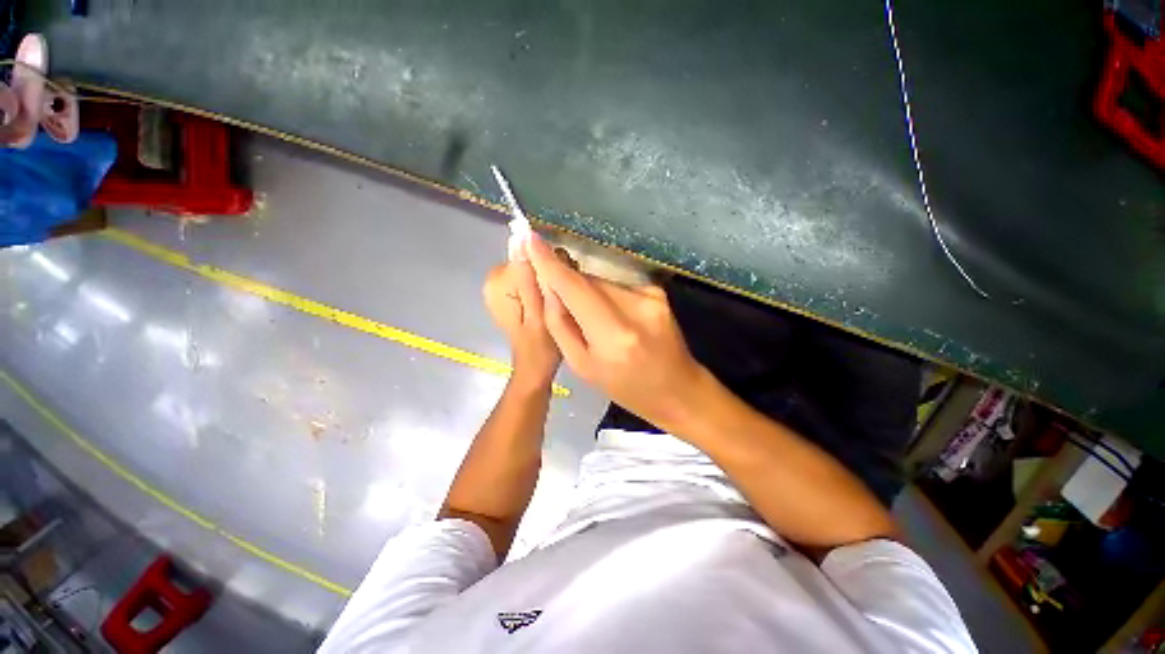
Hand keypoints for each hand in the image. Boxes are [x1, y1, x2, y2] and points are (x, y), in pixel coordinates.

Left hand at [483, 260, 560, 388]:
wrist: (535, 367)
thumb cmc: (541, 345)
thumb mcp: (539, 311)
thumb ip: (529, 276)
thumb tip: (522, 238)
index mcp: (499, 283)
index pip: (528, 253)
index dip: (549, 265)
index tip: (560, 285)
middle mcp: (495, 280)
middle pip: (530, 258)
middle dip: (549, 272)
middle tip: (559, 297)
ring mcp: (503, 286)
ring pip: (534, 266)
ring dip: (549, 278)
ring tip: (557, 301)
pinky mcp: (512, 292)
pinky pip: (532, 276)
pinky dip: (545, 284)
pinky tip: (552, 301)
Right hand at [524, 232, 706, 428]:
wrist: (678, 390)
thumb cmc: (625, 388)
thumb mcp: (583, 366)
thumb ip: (560, 324)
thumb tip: (548, 286)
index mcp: (613, 334)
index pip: (574, 288)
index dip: (549, 263)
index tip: (529, 238)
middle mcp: (635, 307)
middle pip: (586, 281)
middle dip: (567, 284)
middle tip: (558, 302)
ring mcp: (650, 296)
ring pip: (601, 282)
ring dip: (587, 293)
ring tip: (593, 322)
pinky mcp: (657, 292)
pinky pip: (617, 286)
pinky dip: (606, 297)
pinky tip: (614, 319)